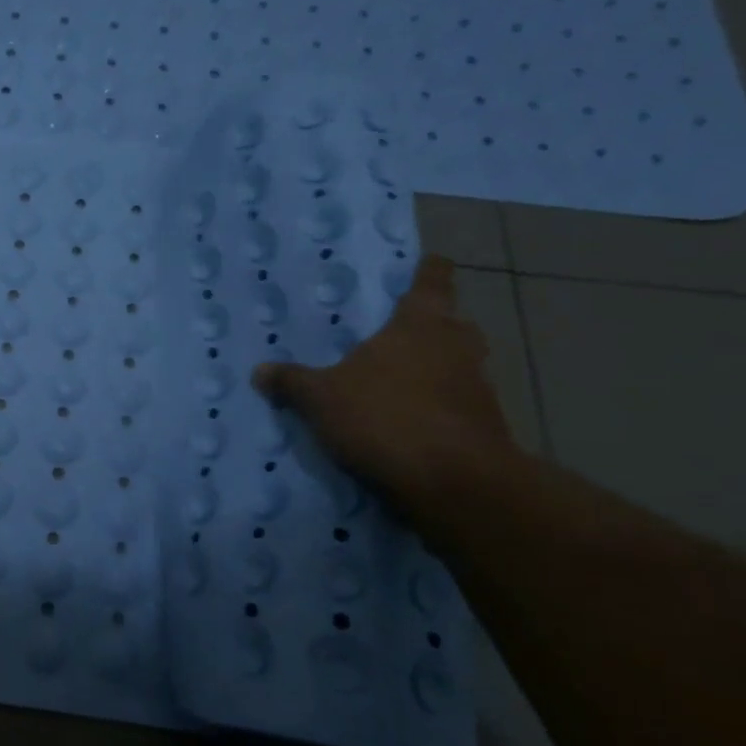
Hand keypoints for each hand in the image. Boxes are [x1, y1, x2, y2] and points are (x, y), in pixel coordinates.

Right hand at [252, 255, 517, 504]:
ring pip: (460, 365)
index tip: (426, 262)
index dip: (429, 270)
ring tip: (399, 382)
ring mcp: (478, 388)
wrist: (456, 483)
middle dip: (434, 326)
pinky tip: (410, 424)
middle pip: (453, 324)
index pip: (434, 281)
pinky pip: (459, 405)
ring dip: (437, 370)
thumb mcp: (321, 399)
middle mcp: (457, 347)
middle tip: (401, 333)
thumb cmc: (386, 417)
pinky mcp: (486, 427)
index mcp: (420, 325)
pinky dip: (440, 408)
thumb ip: (292, 382)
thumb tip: (259, 371)